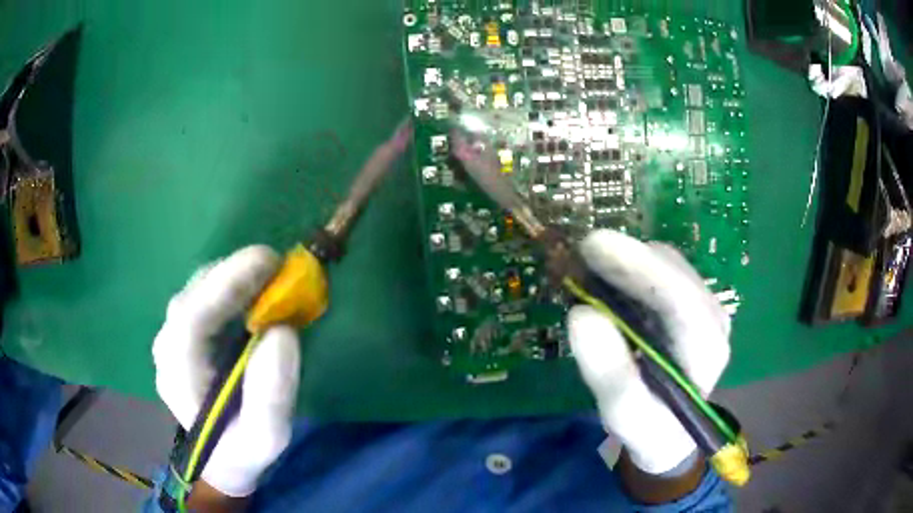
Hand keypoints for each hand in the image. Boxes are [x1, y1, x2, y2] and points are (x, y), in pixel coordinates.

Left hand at [153, 246, 300, 496]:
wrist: (221, 460)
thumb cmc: (243, 452)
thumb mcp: (266, 438)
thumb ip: (272, 394)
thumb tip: (281, 332)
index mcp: (179, 376)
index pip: (191, 318)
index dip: (227, 283)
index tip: (270, 263)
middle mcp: (167, 348)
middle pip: (193, 295)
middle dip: (234, 273)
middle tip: (279, 266)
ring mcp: (172, 338)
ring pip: (196, 290)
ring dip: (232, 276)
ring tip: (271, 276)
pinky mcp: (184, 334)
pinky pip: (203, 297)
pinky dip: (229, 285)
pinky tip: (253, 290)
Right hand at [568, 230, 730, 475]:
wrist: (669, 432)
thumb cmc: (650, 430)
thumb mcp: (626, 416)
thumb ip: (610, 374)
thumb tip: (581, 315)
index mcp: (707, 351)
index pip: (680, 298)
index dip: (638, 267)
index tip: (593, 246)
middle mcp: (714, 320)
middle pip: (675, 271)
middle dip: (628, 258)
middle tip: (582, 254)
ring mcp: (706, 308)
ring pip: (669, 265)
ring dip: (629, 262)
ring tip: (591, 268)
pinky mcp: (693, 305)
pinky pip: (664, 272)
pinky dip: (634, 269)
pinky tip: (611, 279)